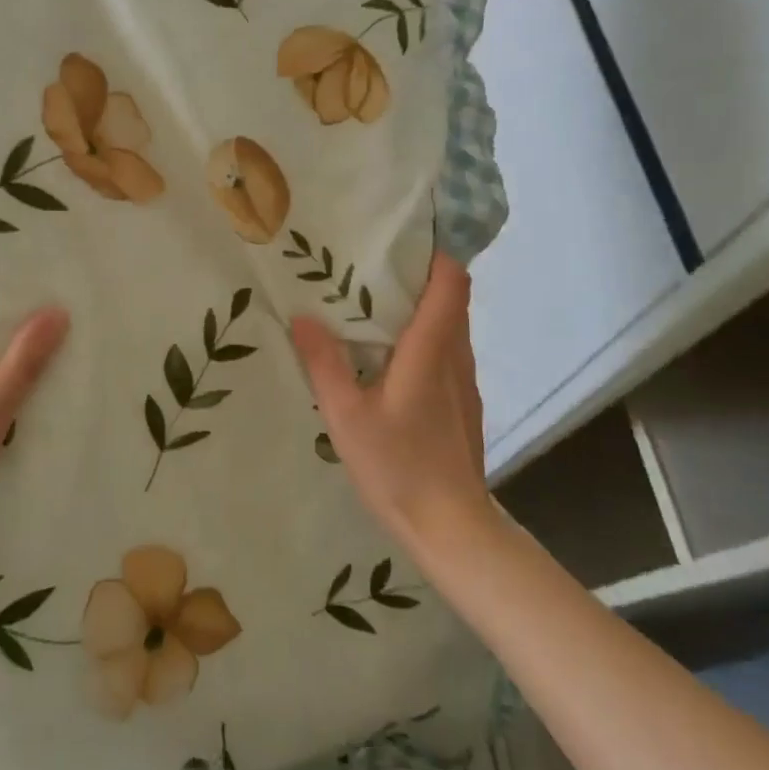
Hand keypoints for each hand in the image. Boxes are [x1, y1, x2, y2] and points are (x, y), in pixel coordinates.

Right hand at [291, 252, 488, 554]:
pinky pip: (449, 353)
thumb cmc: (398, 467)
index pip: (451, 283)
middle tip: (370, 270)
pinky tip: (392, 360)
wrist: (452, 527)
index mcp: (431, 351)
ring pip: (452, 327)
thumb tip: (302, 317)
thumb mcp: (346, 416)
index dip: (435, 255)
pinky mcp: (464, 403)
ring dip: (422, 310)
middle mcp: (456, 357)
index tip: (401, 242)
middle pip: (451, 299)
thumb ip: (324, 364)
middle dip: (419, 278)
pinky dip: (426, 339)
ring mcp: (465, 382)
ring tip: (375, 309)